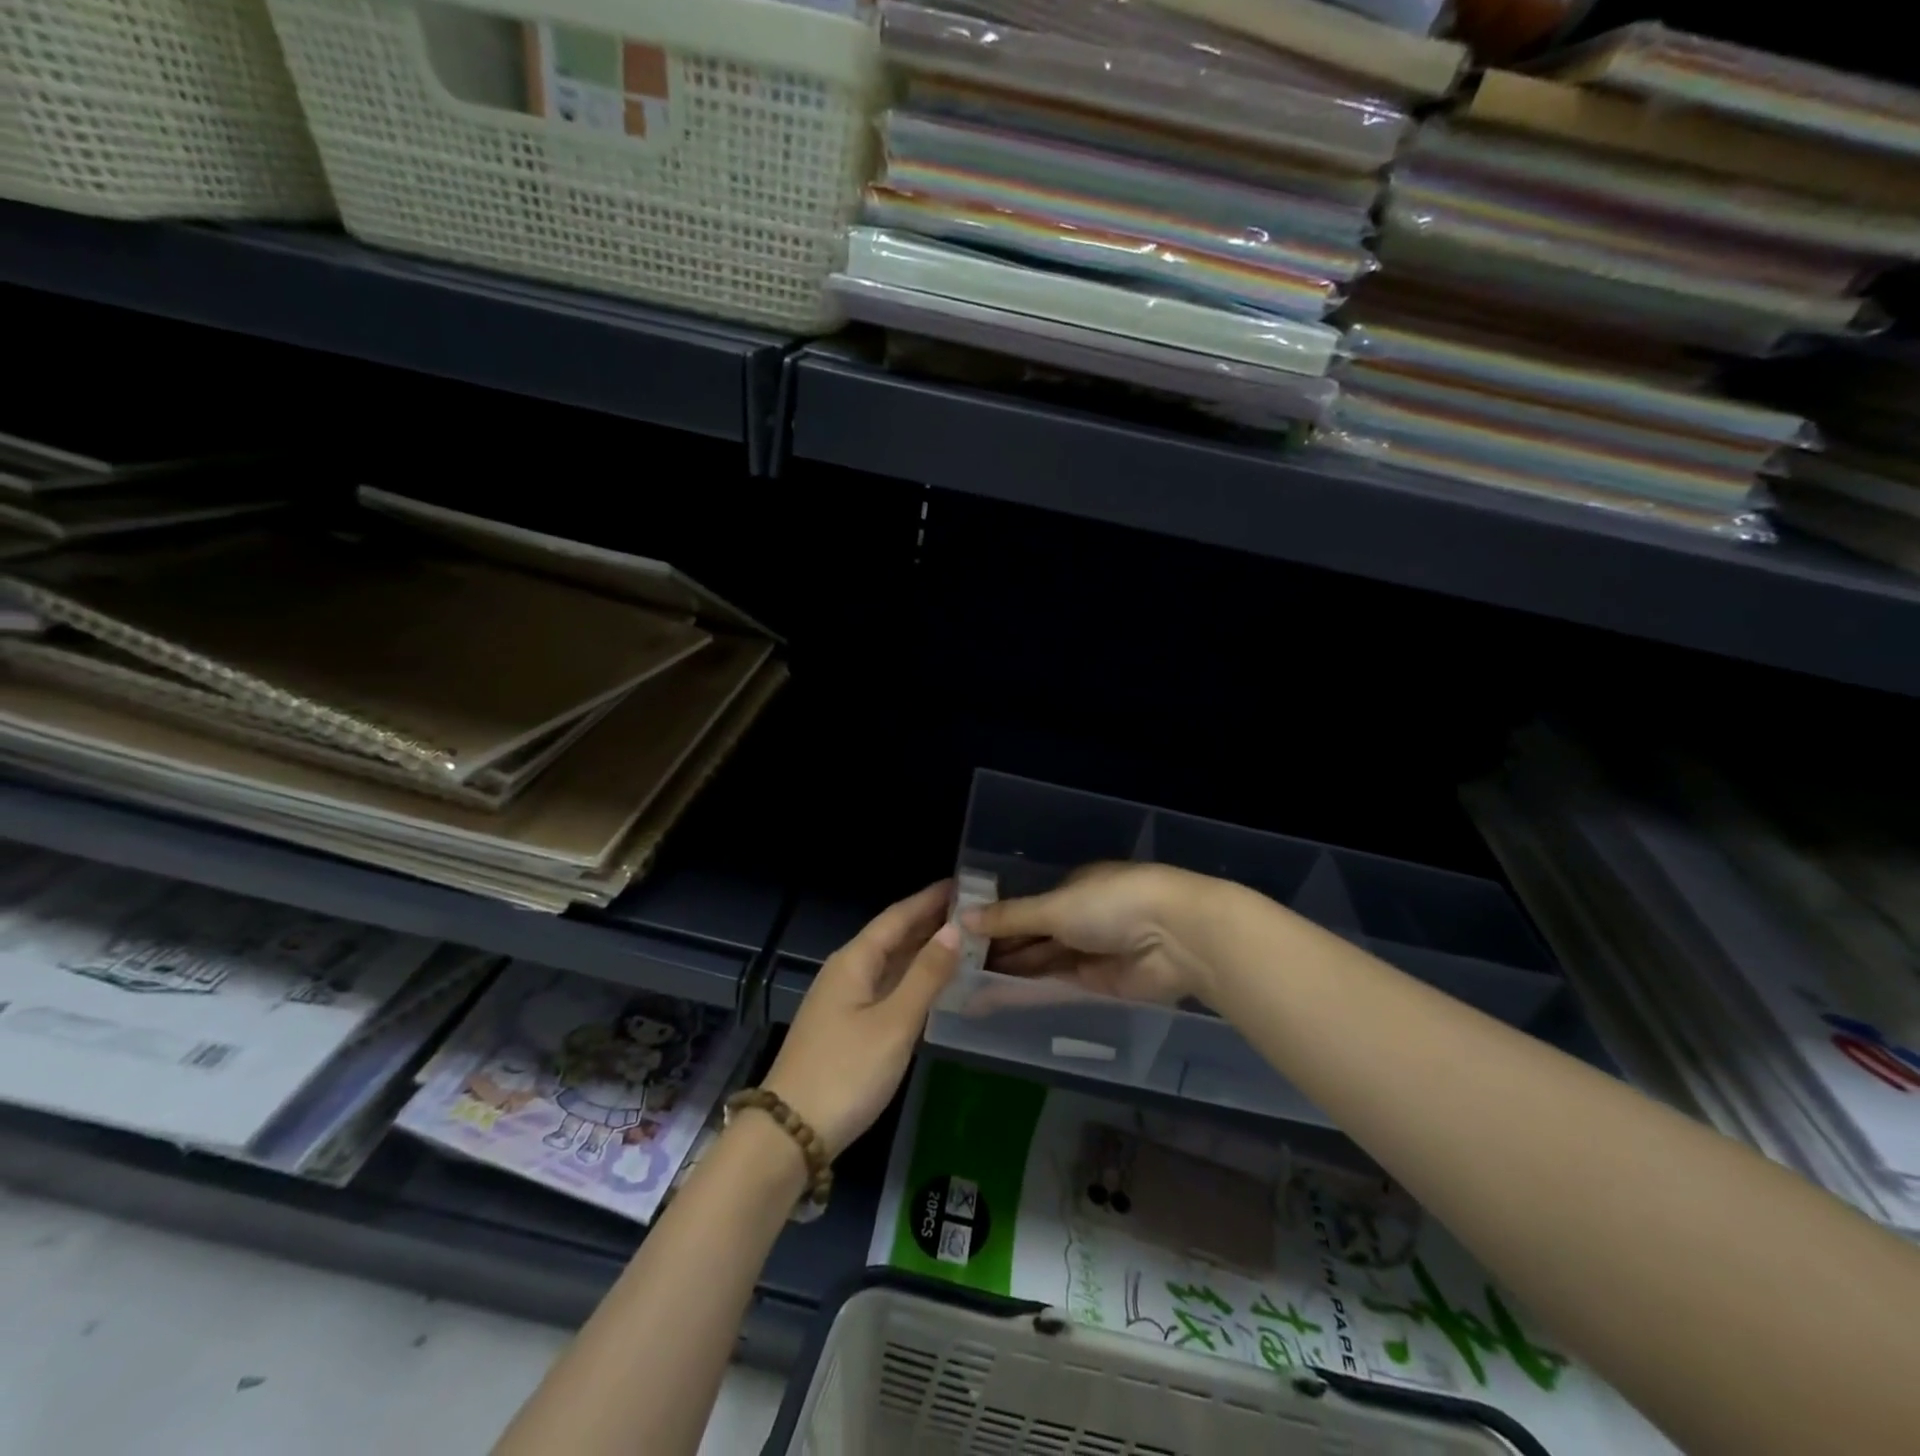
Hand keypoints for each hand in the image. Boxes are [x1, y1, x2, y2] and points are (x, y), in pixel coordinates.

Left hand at [763, 881, 959, 1157]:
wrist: (790, 1134)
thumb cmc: (846, 1072)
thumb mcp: (894, 1023)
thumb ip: (926, 976)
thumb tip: (954, 930)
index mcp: (854, 961)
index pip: (897, 917)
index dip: (929, 899)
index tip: (963, 884)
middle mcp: (846, 971)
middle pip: (892, 936)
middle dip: (929, 922)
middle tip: (972, 912)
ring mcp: (843, 1000)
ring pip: (889, 963)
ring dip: (922, 950)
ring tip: (961, 941)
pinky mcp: (846, 1026)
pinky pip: (886, 987)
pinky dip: (912, 979)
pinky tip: (932, 986)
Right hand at [963, 862, 1223, 1007]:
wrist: (1176, 936)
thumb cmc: (1112, 903)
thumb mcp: (1055, 906)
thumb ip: (1010, 917)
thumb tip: (963, 917)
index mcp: (1072, 888)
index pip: (1026, 907)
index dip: (995, 921)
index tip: (960, 936)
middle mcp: (1080, 918)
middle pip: (1031, 937)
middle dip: (997, 950)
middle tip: (953, 968)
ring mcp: (1090, 952)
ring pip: (1040, 963)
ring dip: (1007, 973)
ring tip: (964, 986)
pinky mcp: (1100, 984)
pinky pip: (1056, 986)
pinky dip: (1027, 991)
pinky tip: (994, 999)